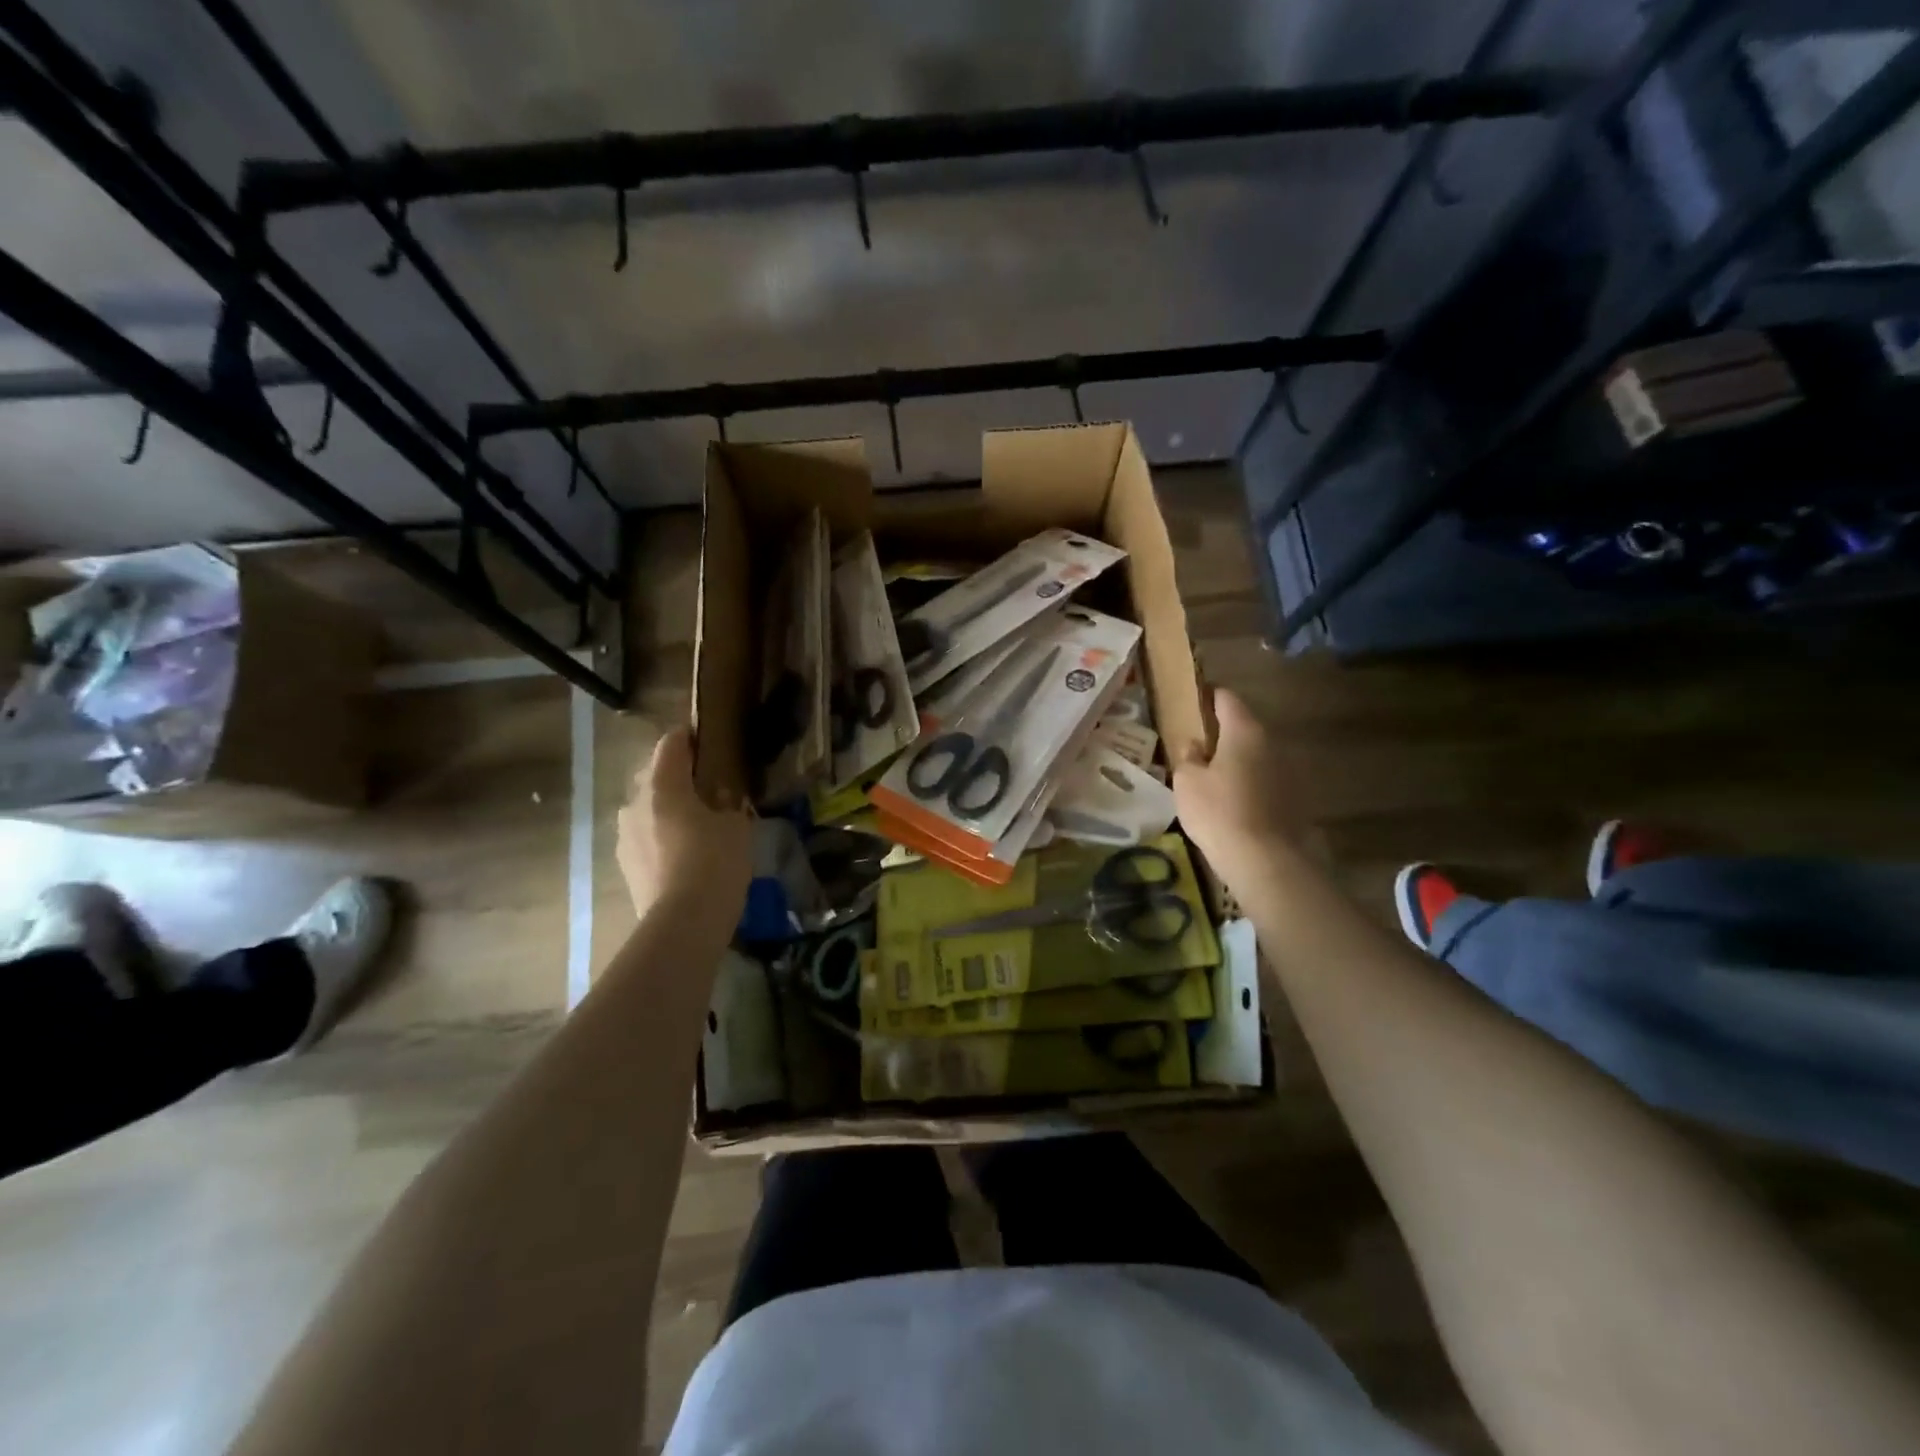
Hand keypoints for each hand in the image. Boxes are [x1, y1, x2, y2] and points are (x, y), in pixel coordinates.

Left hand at [617, 727, 753, 920]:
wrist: (683, 922)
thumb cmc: (715, 862)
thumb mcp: (737, 826)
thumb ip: (729, 804)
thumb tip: (722, 799)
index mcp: (662, 785)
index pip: (670, 744)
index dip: (688, 737)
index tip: (706, 740)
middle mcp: (634, 804)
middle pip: (654, 777)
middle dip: (677, 778)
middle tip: (707, 790)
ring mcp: (624, 837)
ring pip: (647, 810)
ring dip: (667, 811)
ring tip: (696, 826)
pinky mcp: (624, 866)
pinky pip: (645, 839)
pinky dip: (662, 839)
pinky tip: (684, 856)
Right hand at [1173, 688, 1296, 872]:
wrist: (1265, 860)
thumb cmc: (1218, 812)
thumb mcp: (1187, 782)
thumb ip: (1188, 756)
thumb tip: (1195, 745)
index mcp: (1244, 731)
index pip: (1226, 698)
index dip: (1208, 697)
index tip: (1192, 703)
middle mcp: (1272, 742)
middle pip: (1244, 726)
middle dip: (1222, 733)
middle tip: (1197, 746)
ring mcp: (1289, 770)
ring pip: (1257, 754)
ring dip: (1238, 760)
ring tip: (1214, 777)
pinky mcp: (1296, 797)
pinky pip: (1267, 780)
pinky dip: (1251, 783)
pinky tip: (1234, 803)